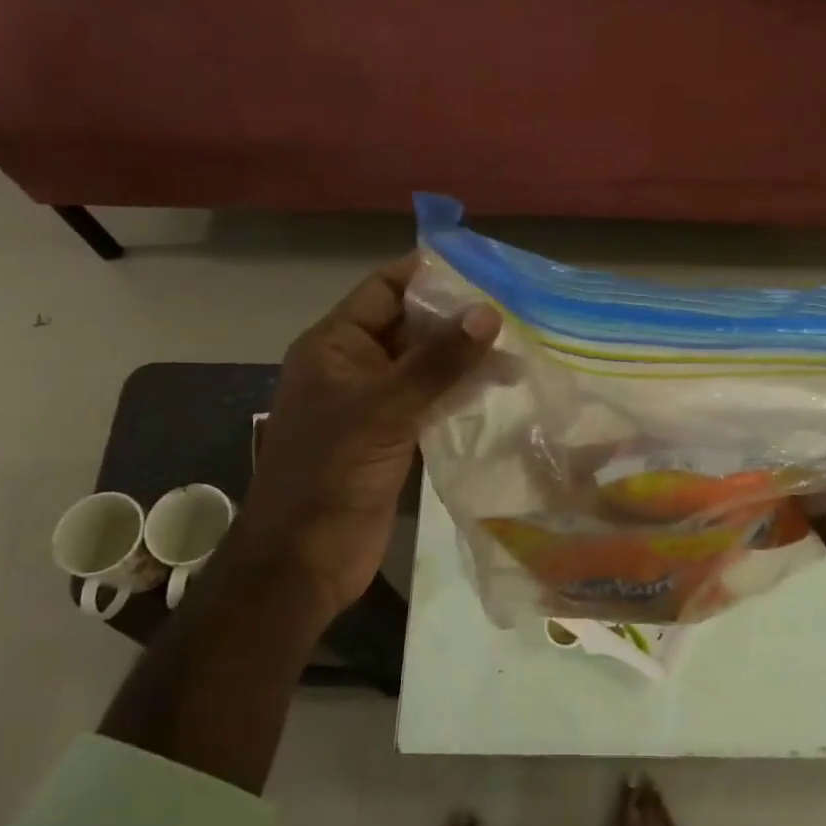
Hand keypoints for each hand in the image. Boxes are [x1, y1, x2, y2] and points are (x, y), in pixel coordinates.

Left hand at [238, 253, 499, 629]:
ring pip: (425, 365)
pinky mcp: (394, 437)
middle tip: (516, 308)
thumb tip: (488, 313)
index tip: (483, 266)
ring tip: (520, 348)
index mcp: (335, 345)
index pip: (385, 290)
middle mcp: (354, 366)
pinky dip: (461, 391)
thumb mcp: (384, 408)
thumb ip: (437, 362)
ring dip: (465, 357)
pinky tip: (500, 387)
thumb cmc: (330, 472)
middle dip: (457, 317)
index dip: (429, 274)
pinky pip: (431, 400)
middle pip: (410, 326)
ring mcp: (375, 404)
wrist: (305, 559)